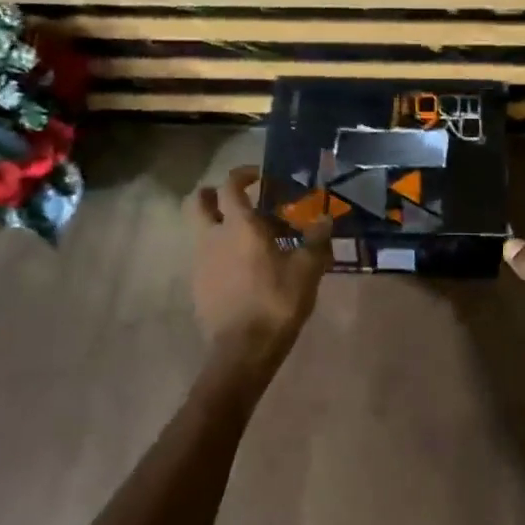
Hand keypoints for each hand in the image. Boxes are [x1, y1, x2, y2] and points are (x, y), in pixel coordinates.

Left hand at [187, 165, 331, 364]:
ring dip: (218, 224)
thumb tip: (326, 218)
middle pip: (197, 201)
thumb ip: (317, 240)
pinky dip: (219, 252)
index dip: (243, 174)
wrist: (242, 350)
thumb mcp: (307, 269)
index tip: (260, 176)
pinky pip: (205, 256)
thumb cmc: (276, 302)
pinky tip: (243, 268)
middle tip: (238, 200)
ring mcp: (200, 261)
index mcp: (239, 225)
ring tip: (248, 238)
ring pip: (200, 230)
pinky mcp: (198, 285)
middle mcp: (212, 236)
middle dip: (213, 194)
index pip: (230, 185)